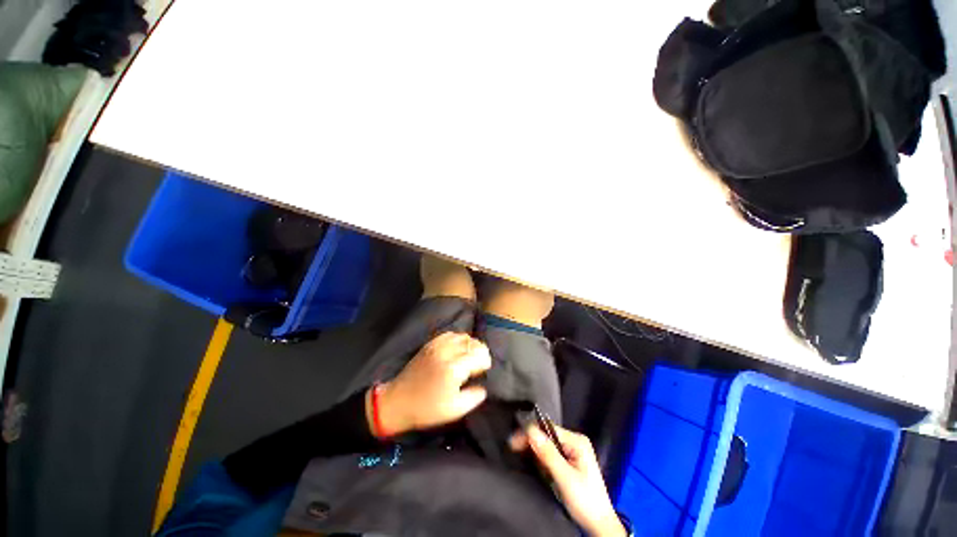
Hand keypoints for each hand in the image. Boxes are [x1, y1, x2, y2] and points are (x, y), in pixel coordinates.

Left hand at [368, 332, 491, 436]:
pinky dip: (458, 339)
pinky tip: (457, 349)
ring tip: (469, 356)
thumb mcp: (454, 410)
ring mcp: (437, 346)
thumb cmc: (427, 409)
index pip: (479, 355)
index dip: (485, 362)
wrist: (398, 401)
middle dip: (480, 352)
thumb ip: (473, 397)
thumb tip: (483, 387)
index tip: (483, 371)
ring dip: (470, 344)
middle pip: (473, 343)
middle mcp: (447, 352)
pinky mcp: (430, 344)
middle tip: (478, 364)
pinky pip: (450, 334)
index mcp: (454, 368)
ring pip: (462, 336)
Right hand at [511, 424, 626, 536]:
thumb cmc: (586, 502)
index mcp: (577, 441)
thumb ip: (548, 454)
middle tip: (514, 450)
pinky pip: (549, 454)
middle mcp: (574, 442)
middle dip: (531, 443)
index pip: (547, 429)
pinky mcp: (567, 462)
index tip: (513, 442)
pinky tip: (538, 467)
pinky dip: (541, 460)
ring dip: (535, 453)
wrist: (598, 526)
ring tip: (526, 461)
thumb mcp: (565, 478)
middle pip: (545, 435)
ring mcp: (571, 452)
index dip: (529, 433)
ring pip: (545, 445)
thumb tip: (531, 431)